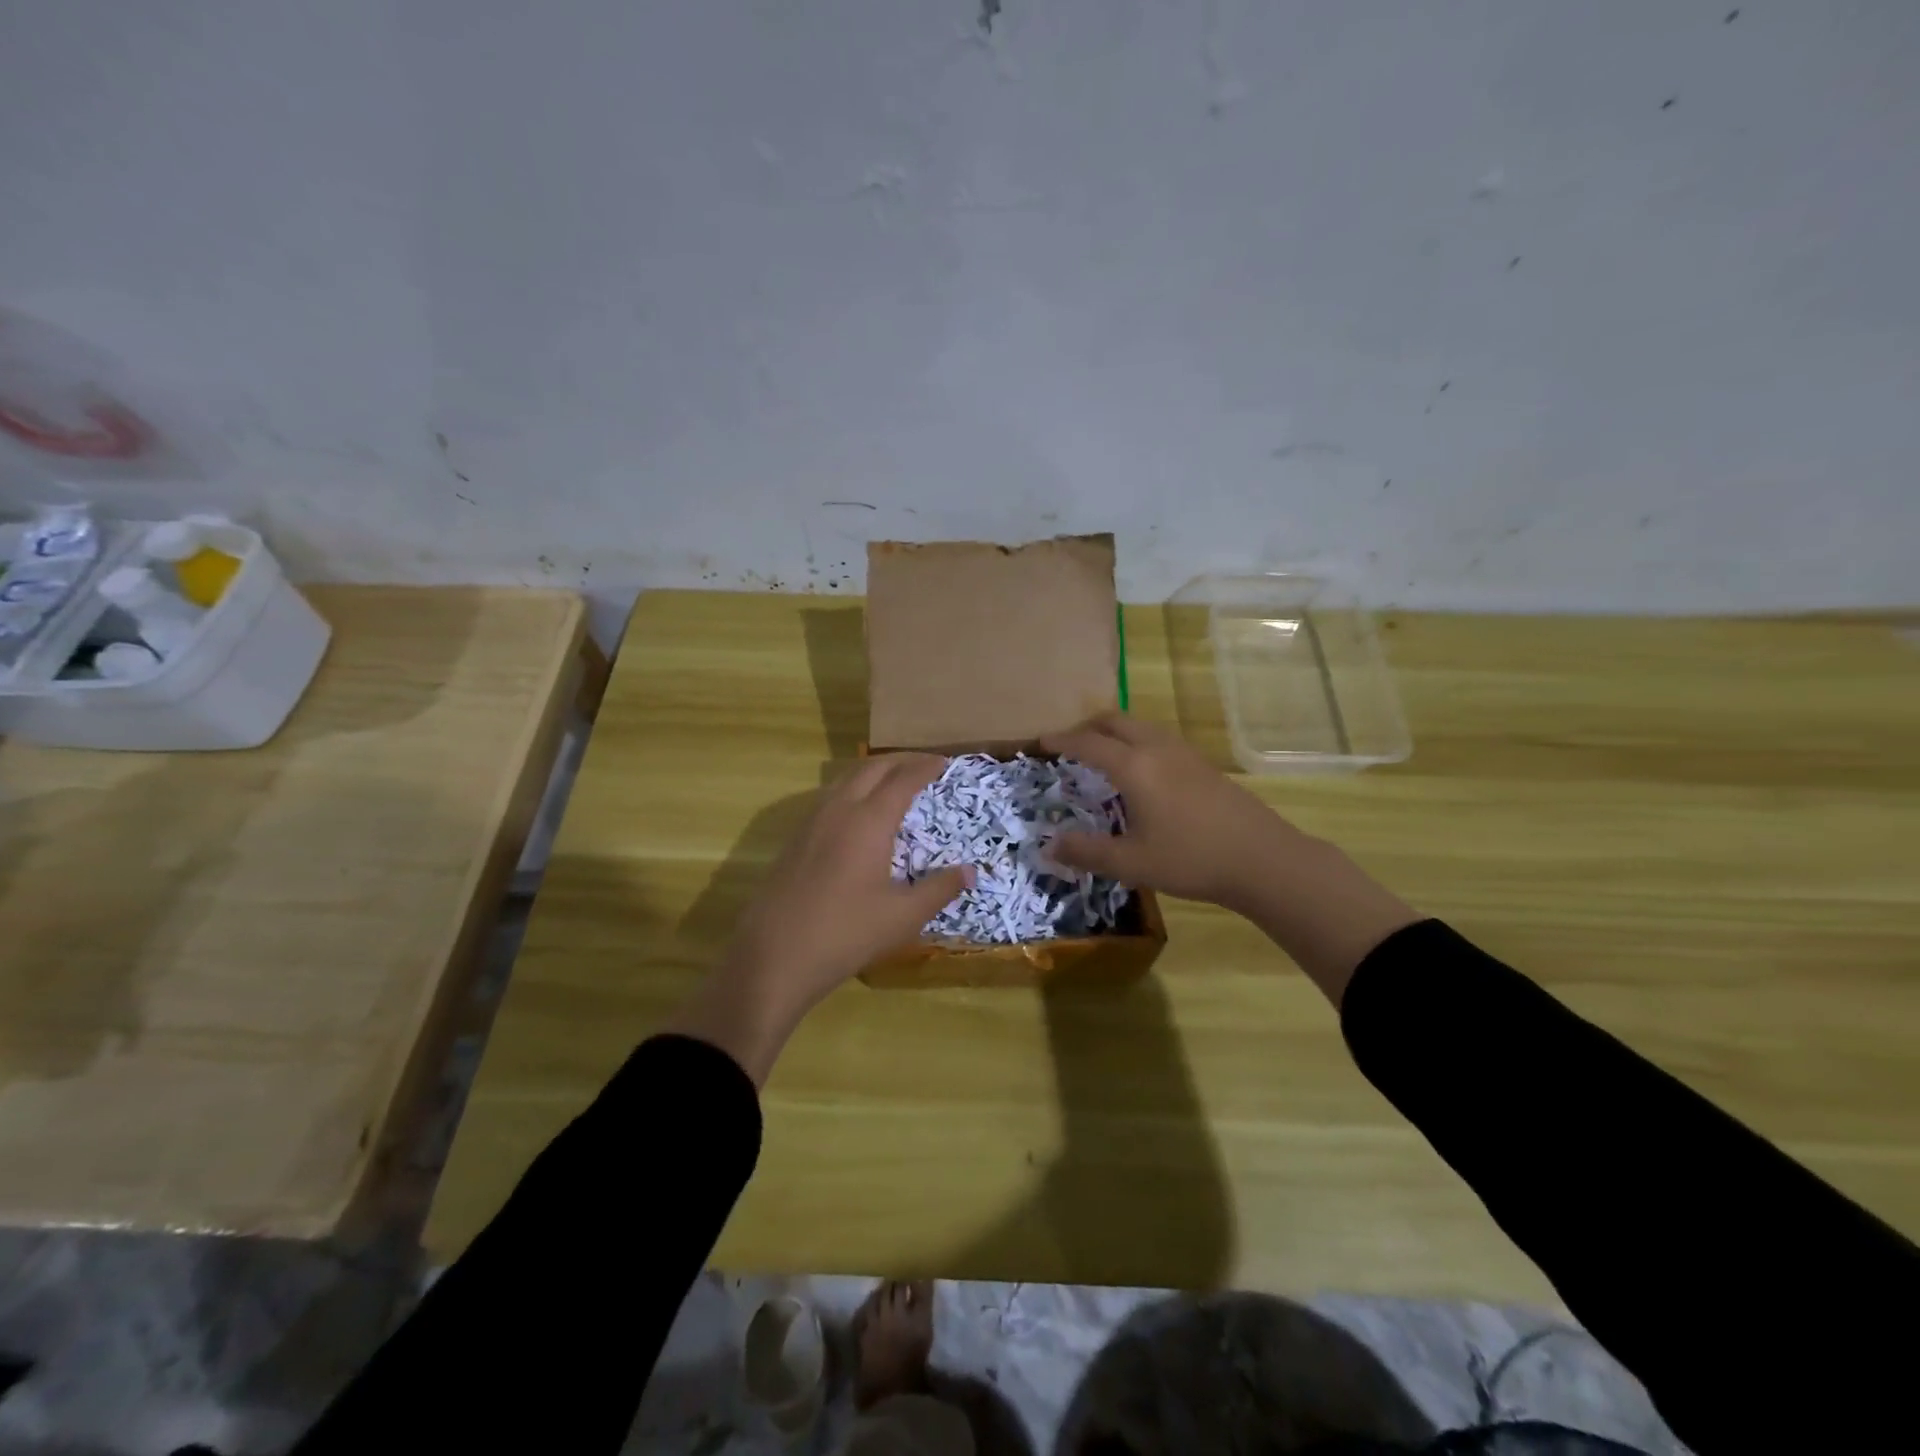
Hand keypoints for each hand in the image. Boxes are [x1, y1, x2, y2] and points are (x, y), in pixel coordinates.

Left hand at [666, 754, 970, 1083]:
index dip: (925, 767)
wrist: (773, 956)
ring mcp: (811, 823)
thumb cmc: (846, 933)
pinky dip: (852, 789)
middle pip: (871, 768)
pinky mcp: (795, 840)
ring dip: (873, 771)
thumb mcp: (903, 916)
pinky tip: (858, 813)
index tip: (944, 762)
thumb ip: (940, 889)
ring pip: (845, 779)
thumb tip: (972, 871)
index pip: (903, 779)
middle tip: (924, 764)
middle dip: (900, 760)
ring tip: (893, 780)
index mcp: (869, 821)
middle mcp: (839, 810)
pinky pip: (829, 797)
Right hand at [1040, 713, 1419, 1002]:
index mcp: (1134, 766)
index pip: (1087, 743)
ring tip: (1102, 754)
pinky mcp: (1203, 764)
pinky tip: (1141, 771)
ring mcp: (1184, 753)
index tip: (1040, 741)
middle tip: (1069, 744)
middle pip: (1115, 721)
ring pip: (1140, 726)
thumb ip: (1086, 852)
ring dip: (1114, 732)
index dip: (1061, 740)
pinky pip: (1158, 738)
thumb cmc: (1191, 859)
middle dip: (1087, 727)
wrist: (1262, 858)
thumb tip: (1047, 846)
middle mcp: (1157, 749)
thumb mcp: (1131, 863)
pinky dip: (1136, 741)